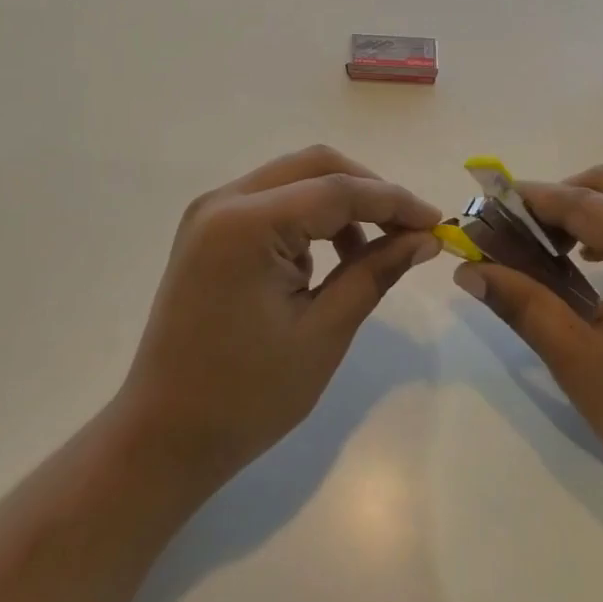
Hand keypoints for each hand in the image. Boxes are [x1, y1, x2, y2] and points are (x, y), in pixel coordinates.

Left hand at [116, 146, 442, 492]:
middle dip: (368, 191)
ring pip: (293, 179)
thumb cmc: (247, 395)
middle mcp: (223, 201)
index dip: (395, 202)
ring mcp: (210, 214)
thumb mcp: (324, 332)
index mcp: (247, 223)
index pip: (338, 190)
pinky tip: (326, 261)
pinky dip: (308, 218)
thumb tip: (424, 237)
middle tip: (408, 230)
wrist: (164, 435)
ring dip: (339, 202)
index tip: (438, 223)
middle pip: (314, 166)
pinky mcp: (208, 232)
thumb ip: (375, 271)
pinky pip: (271, 203)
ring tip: (370, 253)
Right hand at [454, 166, 602, 523]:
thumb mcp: (578, 360)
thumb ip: (522, 304)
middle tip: (520, 230)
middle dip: (561, 196)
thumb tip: (468, 270)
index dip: (530, 200)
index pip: (583, 202)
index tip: (486, 206)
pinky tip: (593, 259)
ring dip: (591, 205)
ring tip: (552, 245)